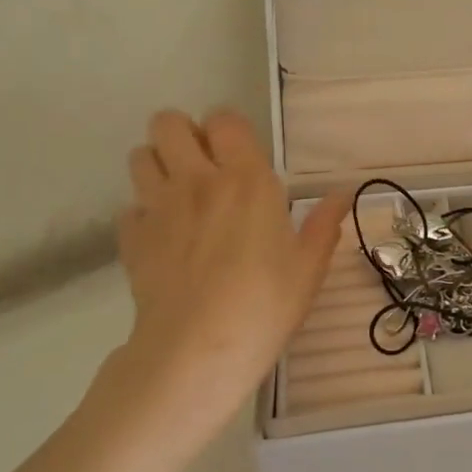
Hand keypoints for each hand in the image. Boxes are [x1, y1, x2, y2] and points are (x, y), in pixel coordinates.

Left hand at [106, 109, 347, 444]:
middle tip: (203, 165)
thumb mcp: (308, 267)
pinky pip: (130, 208)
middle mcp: (197, 181)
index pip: (223, 119)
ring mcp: (158, 208)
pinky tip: (163, 237)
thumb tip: (342, 195)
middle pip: (168, 124)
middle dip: (182, 134)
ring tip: (179, 194)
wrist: (196, 352)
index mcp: (246, 179)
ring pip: (140, 156)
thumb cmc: (264, 304)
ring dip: (157, 165)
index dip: (227, 128)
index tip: (239, 153)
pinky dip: (143, 214)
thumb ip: (323, 225)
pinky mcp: (131, 238)